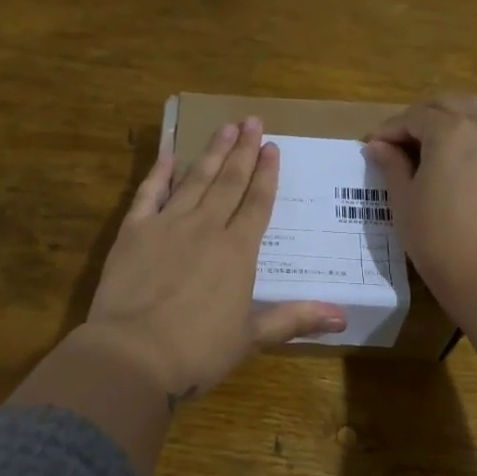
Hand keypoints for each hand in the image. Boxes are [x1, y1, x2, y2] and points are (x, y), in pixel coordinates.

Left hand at [79, 118, 345, 408]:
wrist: (133, 354)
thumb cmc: (197, 351)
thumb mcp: (251, 337)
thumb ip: (294, 320)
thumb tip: (343, 316)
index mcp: (238, 251)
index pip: (258, 203)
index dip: (267, 174)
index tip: (273, 146)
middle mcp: (206, 228)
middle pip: (230, 181)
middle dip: (243, 150)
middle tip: (252, 121)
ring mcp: (168, 225)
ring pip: (196, 180)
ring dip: (212, 152)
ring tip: (225, 127)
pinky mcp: (134, 231)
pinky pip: (149, 193)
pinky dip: (159, 172)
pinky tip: (170, 153)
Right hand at [363, 93, 476, 315]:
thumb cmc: (438, 238)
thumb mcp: (404, 201)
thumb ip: (391, 165)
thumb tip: (378, 146)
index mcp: (451, 130)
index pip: (413, 117)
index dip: (388, 130)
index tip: (371, 148)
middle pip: (447, 103)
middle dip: (419, 117)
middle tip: (398, 144)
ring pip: (475, 111)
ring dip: (448, 120)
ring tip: (427, 148)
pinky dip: (471, 135)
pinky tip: (456, 163)